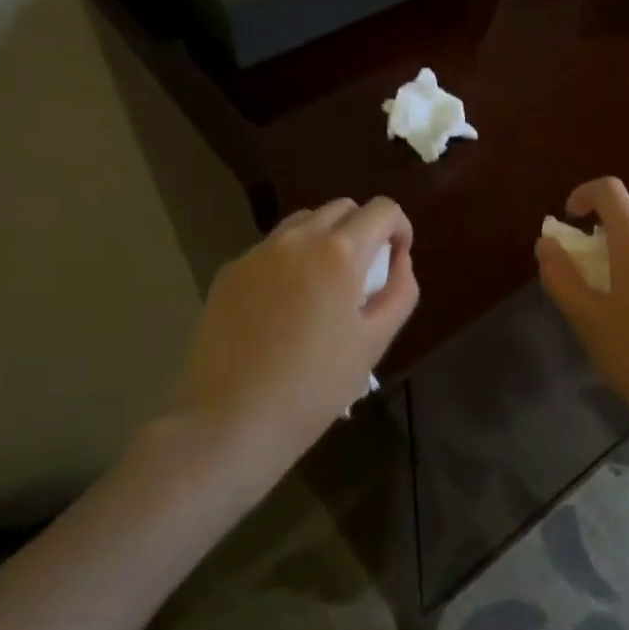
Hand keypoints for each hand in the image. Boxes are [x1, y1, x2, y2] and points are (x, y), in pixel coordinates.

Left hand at [172, 197, 417, 465]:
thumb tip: (398, 261)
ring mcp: (257, 253)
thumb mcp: (375, 342)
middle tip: (363, 276)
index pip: (383, 209)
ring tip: (323, 286)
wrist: (230, 421)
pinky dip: (289, 260)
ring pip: (303, 223)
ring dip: (324, 239)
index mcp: (339, 252)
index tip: (396, 261)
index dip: (399, 229)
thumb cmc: (315, 386)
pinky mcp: (228, 273)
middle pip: (342, 208)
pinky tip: (284, 307)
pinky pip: (270, 250)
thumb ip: (399, 291)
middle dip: (363, 230)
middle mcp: (297, 238)